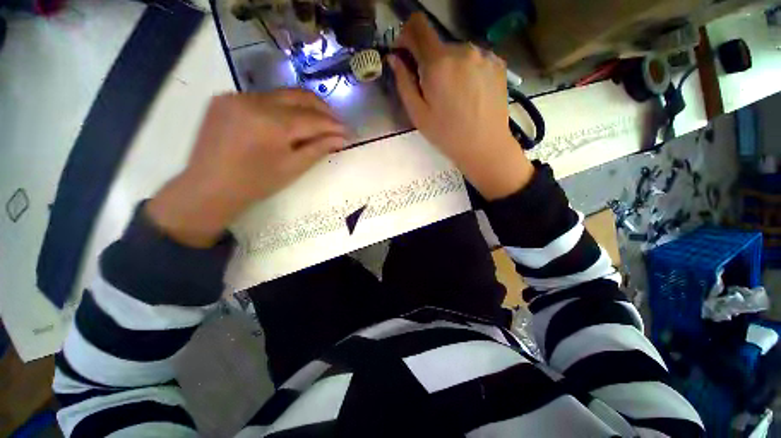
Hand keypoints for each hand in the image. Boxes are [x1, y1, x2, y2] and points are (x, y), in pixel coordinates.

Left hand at [147, 90, 347, 246]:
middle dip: (322, 108)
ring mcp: (236, 96)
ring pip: (281, 95)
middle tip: (336, 121)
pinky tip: (288, 120)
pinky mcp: (225, 98)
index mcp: (272, 123)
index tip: (348, 131)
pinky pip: (262, 98)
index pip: (313, 118)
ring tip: (317, 120)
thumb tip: (341, 138)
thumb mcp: (293, 168)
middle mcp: (254, 101)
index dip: (333, 124)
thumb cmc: (256, 183)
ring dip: (303, 106)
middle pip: (299, 96)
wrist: (209, 187)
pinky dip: (280, 107)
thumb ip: (319, 148)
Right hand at [388, 13, 533, 199]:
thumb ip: (403, 82)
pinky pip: (474, 58)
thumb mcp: (418, 114)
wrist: (485, 146)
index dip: (406, 35)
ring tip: (454, 95)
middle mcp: (463, 49)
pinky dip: (467, 70)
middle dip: (430, 62)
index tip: (406, 55)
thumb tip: (394, 58)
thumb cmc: (447, 135)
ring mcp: (484, 55)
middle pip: (437, 44)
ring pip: (457, 52)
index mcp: (439, 63)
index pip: (417, 26)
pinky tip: (470, 93)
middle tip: (433, 91)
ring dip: (449, 67)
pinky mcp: (498, 63)